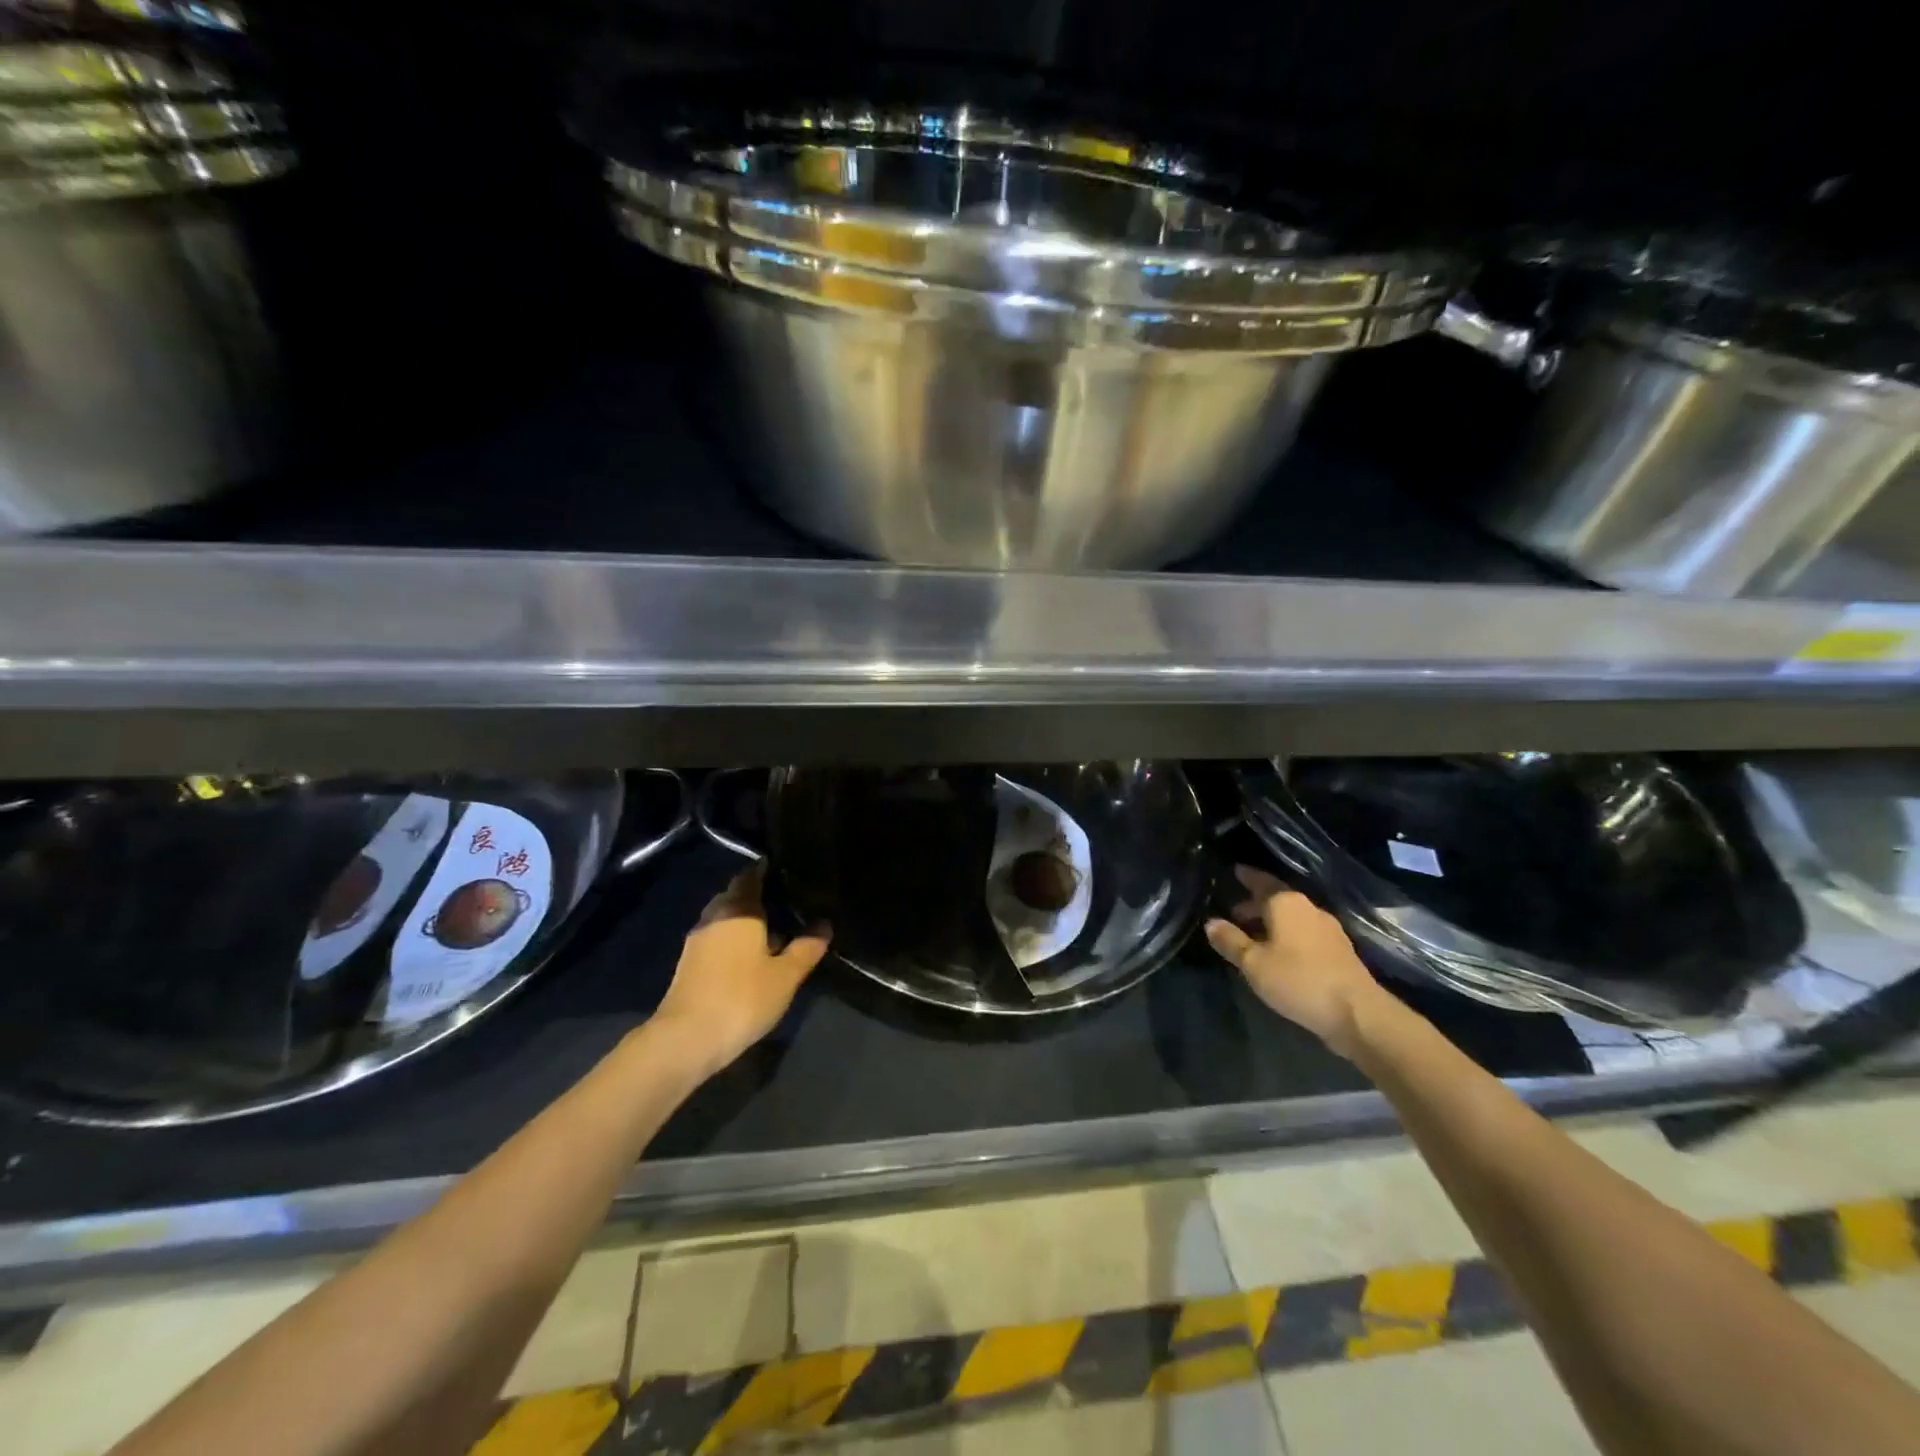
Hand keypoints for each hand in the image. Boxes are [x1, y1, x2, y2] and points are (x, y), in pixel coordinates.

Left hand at [650, 865, 829, 1075]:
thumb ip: (806, 948)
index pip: (751, 876)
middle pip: (735, 895)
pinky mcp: (688, 964)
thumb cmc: (742, 998)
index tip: (786, 870)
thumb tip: (824, 924)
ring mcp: (697, 941)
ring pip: (724, 918)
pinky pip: (716, 938)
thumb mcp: (785, 975)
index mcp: (739, 909)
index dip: (767, 870)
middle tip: (785, 901)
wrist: (686, 1039)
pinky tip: (750, 956)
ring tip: (773, 930)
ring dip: (744, 920)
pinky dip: (733, 939)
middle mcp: (714, 916)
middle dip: (756, 895)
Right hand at [1205, 866, 1385, 1059]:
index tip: (1234, 871)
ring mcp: (1328, 929)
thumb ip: (1230, 941)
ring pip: (1292, 918)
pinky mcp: (1340, 951)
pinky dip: (1288, 936)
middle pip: (1277, 899)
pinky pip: (1305, 933)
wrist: (1357, 1013)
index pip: (1261, 881)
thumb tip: (1211, 923)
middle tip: (1234, 914)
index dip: (1246, 876)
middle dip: (1255, 905)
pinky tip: (1280, 954)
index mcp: (1286, 903)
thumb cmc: (1298, 980)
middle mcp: (1309, 908)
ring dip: (1272, 923)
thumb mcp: (1254, 963)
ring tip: (1253, 937)